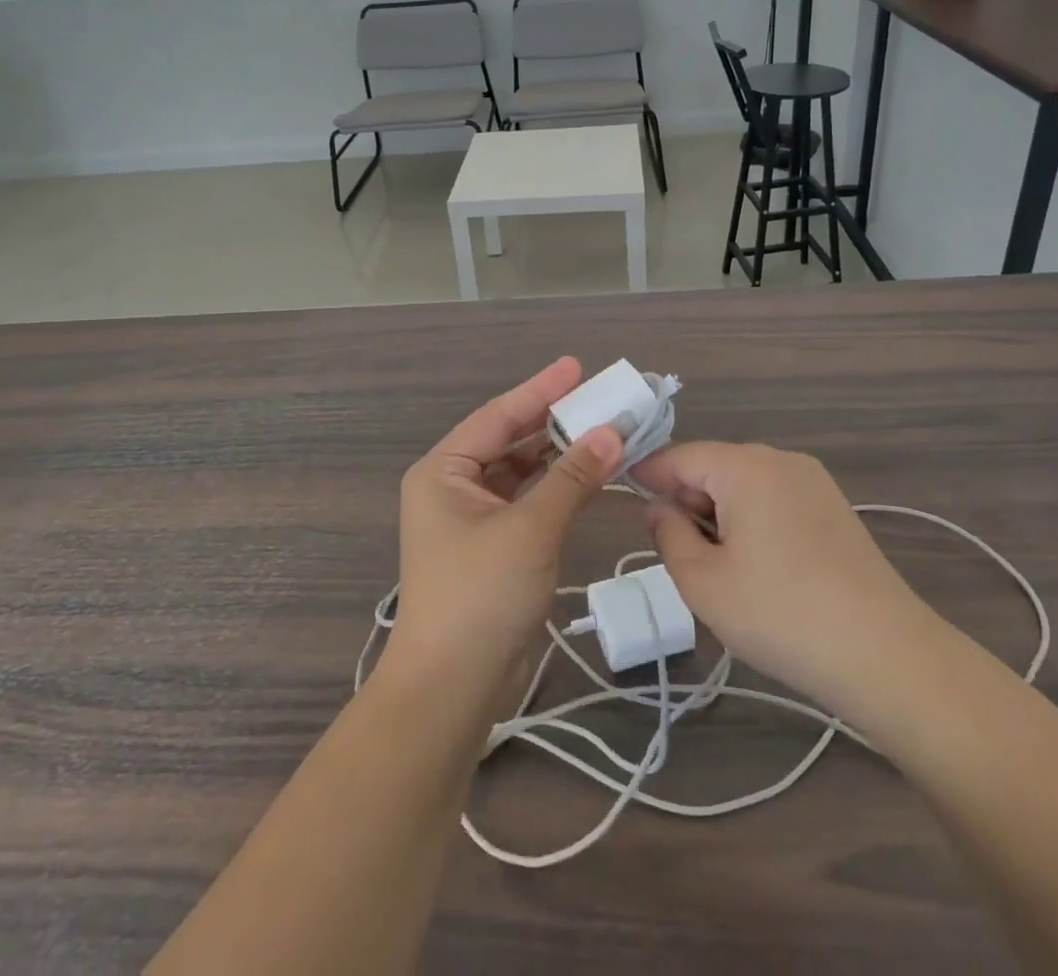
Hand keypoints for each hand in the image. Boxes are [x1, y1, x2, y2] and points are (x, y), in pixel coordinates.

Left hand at [382, 358, 623, 710]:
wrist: (451, 689)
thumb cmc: (480, 595)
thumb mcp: (530, 529)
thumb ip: (572, 477)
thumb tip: (613, 432)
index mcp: (443, 471)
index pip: (498, 416)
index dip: (540, 390)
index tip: (576, 367)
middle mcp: (452, 487)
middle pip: (509, 441)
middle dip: (553, 421)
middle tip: (599, 398)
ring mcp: (471, 519)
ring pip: (521, 472)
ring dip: (559, 455)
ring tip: (603, 430)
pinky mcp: (492, 547)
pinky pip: (527, 501)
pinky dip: (556, 488)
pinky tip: (589, 474)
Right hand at [632, 442, 947, 728]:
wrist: (887, 657)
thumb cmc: (781, 615)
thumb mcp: (703, 582)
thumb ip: (668, 535)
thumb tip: (658, 508)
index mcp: (744, 466)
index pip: (679, 456)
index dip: (647, 475)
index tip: (622, 495)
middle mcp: (780, 460)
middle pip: (713, 467)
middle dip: (687, 501)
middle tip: (675, 552)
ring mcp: (813, 483)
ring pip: (744, 485)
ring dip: (719, 515)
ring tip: (718, 568)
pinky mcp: (834, 509)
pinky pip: (774, 500)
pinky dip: (752, 522)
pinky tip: (758, 569)